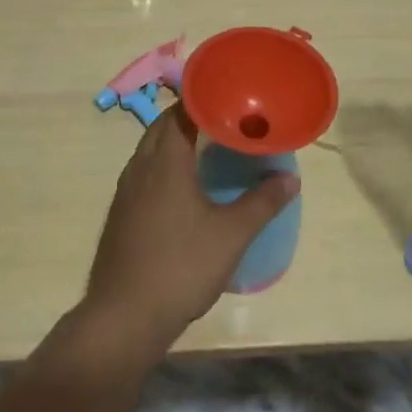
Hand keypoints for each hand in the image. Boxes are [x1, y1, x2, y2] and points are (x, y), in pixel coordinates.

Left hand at [82, 106, 298, 360]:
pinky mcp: (121, 213)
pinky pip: (144, 173)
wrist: (124, 316)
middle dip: (191, 118)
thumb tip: (291, 178)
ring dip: (175, 142)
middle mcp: (140, 166)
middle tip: (225, 121)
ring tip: (209, 148)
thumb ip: (262, 202)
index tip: (230, 96)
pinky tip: (184, 188)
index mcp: (164, 160)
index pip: (181, 111)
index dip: (204, 99)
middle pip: (163, 126)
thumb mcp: (231, 235)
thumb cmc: (181, 266)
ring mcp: (125, 191)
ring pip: (150, 150)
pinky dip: (164, 166)